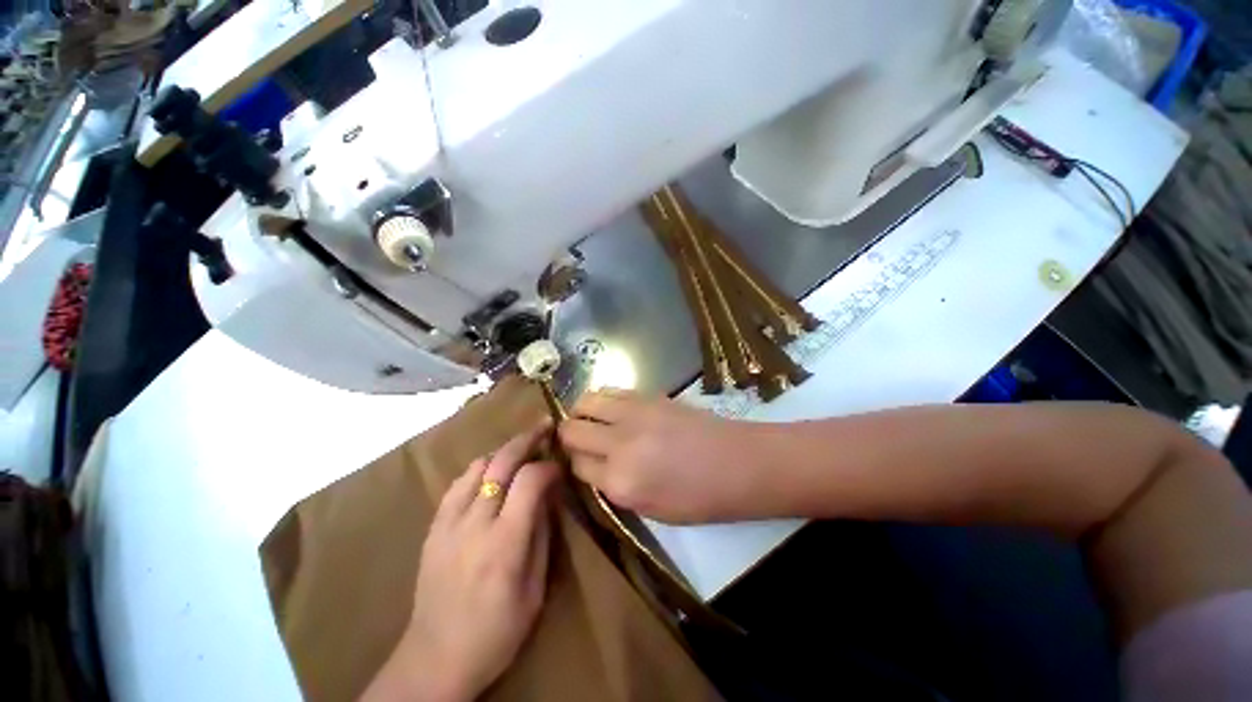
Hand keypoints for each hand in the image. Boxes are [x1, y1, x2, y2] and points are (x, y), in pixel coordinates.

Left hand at [362, 426, 558, 701]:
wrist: (435, 659)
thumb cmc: (496, 632)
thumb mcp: (535, 589)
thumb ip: (542, 534)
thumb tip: (549, 494)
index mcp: (504, 542)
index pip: (530, 480)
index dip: (548, 465)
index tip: (560, 466)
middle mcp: (474, 523)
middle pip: (501, 462)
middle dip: (527, 439)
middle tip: (544, 427)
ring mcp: (448, 523)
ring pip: (477, 466)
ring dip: (502, 451)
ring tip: (520, 448)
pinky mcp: (433, 528)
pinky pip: (457, 483)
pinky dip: (478, 468)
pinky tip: (489, 471)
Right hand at [558, 389, 768, 522]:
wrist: (739, 462)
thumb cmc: (700, 498)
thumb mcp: (652, 510)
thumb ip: (615, 488)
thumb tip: (595, 467)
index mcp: (620, 482)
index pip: (576, 466)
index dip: (575, 465)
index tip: (581, 464)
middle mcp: (619, 443)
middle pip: (572, 430)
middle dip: (568, 437)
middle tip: (578, 442)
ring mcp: (633, 413)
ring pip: (586, 401)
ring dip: (581, 412)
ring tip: (590, 420)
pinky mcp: (648, 395)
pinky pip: (611, 390)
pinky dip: (603, 398)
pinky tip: (612, 408)